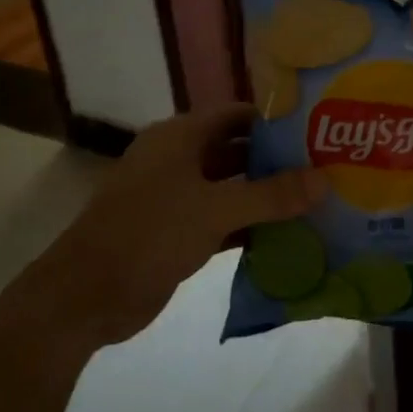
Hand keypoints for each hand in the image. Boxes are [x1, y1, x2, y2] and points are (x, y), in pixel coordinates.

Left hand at [17, 104, 324, 350]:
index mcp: (179, 138)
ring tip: (317, 201)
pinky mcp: (178, 233)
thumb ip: (271, 195)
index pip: (237, 115)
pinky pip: (224, 221)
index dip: (275, 120)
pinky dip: (251, 227)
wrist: (85, 296)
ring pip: (232, 189)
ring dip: (267, 197)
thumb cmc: (149, 233)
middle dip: (278, 161)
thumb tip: (324, 180)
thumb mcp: (214, 209)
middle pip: (237, 152)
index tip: (318, 129)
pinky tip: (288, 236)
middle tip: (327, 168)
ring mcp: (177, 198)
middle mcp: (179, 160)